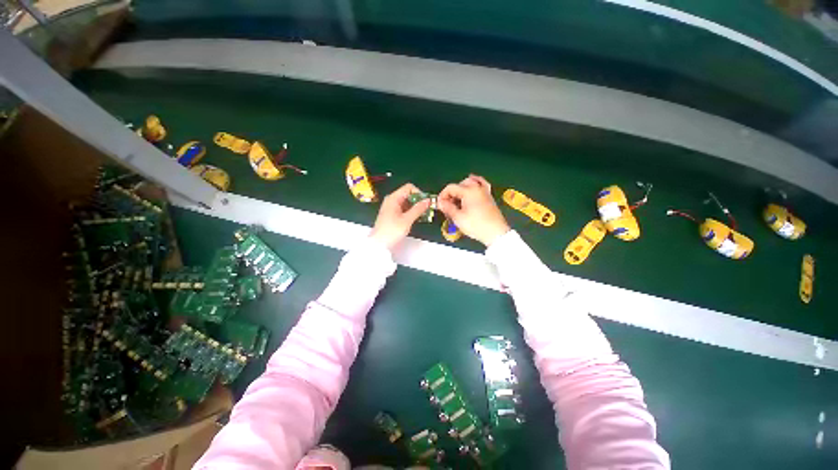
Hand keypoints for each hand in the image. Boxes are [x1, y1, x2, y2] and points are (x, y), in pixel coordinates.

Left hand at [369, 183, 432, 250]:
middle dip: (418, 201)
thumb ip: (418, 209)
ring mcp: (391, 207)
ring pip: (407, 202)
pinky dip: (411, 212)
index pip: (409, 188)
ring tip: (423, 215)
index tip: (425, 203)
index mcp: (393, 198)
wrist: (379, 244)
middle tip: (427, 210)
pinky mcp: (392, 214)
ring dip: (415, 207)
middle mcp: (392, 200)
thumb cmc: (392, 231)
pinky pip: (404, 209)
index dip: (419, 193)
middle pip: (408, 194)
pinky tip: (416, 218)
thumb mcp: (407, 220)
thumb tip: (428, 200)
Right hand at [438, 174, 509, 246]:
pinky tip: (472, 187)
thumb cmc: (476, 225)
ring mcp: (484, 191)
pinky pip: (481, 184)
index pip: (451, 188)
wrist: (495, 232)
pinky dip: (475, 184)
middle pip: (460, 184)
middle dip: (452, 193)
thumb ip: (448, 208)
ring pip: (470, 182)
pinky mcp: (489, 196)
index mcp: (468, 191)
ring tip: (457, 200)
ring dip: (461, 189)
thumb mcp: (458, 218)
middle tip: (448, 205)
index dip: (443, 195)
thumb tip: (440, 203)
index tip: (440, 204)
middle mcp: (477, 188)